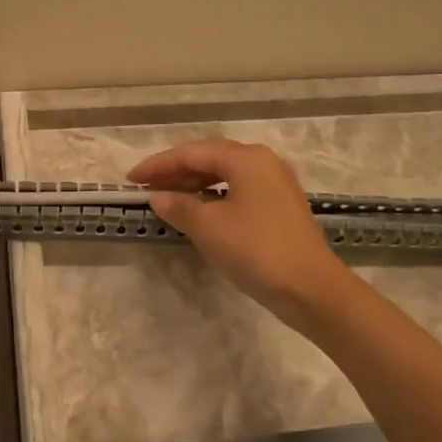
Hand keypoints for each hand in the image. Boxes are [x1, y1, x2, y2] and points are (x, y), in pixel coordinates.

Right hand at [128, 139, 360, 329]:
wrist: (311, 288)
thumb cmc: (256, 250)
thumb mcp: (209, 227)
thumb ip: (180, 206)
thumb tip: (158, 197)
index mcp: (246, 158)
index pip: (192, 153)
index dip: (158, 164)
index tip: (131, 179)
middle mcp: (263, 162)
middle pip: (210, 158)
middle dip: (175, 171)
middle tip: (145, 186)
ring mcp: (276, 184)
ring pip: (225, 175)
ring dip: (194, 184)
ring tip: (167, 197)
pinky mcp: (280, 207)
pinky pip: (238, 190)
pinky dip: (213, 197)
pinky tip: (199, 211)